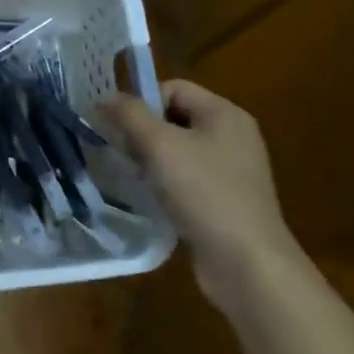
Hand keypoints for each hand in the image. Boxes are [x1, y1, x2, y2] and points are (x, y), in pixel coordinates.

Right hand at [100, 80, 294, 306]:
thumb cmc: (205, 193)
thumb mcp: (160, 146)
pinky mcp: (227, 201)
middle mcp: (233, 136)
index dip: (142, 103)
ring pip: (179, 151)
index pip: (173, 88)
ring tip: (136, 180)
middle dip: (144, 133)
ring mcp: (233, 171)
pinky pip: (189, 179)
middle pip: (175, 118)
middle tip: (125, 156)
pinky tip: (154, 202)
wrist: (248, 265)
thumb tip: (105, 98)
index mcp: (224, 113)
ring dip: (152, 161)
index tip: (121, 130)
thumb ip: (129, 115)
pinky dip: (167, 185)